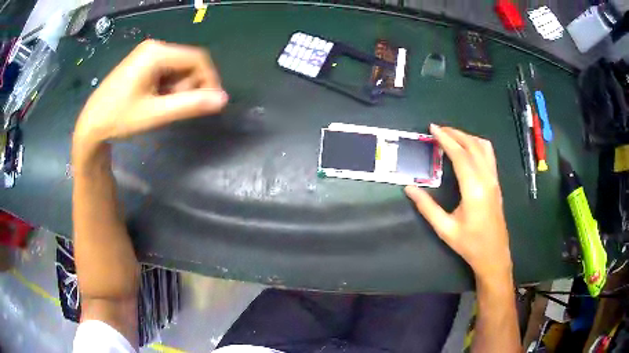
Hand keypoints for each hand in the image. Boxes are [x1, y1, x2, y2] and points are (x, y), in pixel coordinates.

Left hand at [73, 40, 227, 152]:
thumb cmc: (119, 118)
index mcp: (157, 53)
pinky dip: (168, 86)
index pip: (197, 59)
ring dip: (178, 88)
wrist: (91, 124)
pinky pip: (166, 70)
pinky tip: (157, 100)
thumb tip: (223, 100)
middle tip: (176, 108)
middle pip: (187, 62)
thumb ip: (189, 105)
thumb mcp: (155, 114)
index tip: (209, 103)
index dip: (209, 80)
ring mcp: (147, 54)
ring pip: (178, 67)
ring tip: (163, 106)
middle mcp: (154, 47)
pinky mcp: (142, 63)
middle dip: (189, 85)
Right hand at [405, 125, 512, 281]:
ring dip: (467, 137)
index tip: (433, 129)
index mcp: (474, 189)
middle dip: (455, 134)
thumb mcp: (445, 229)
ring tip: (452, 136)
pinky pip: (489, 155)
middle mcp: (487, 179)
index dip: (446, 139)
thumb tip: (409, 188)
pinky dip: (477, 145)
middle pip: (472, 146)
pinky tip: (468, 150)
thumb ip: (427, 207)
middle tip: (438, 130)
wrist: (494, 255)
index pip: (460, 155)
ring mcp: (494, 180)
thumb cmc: (470, 244)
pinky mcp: (496, 183)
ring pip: (484, 147)